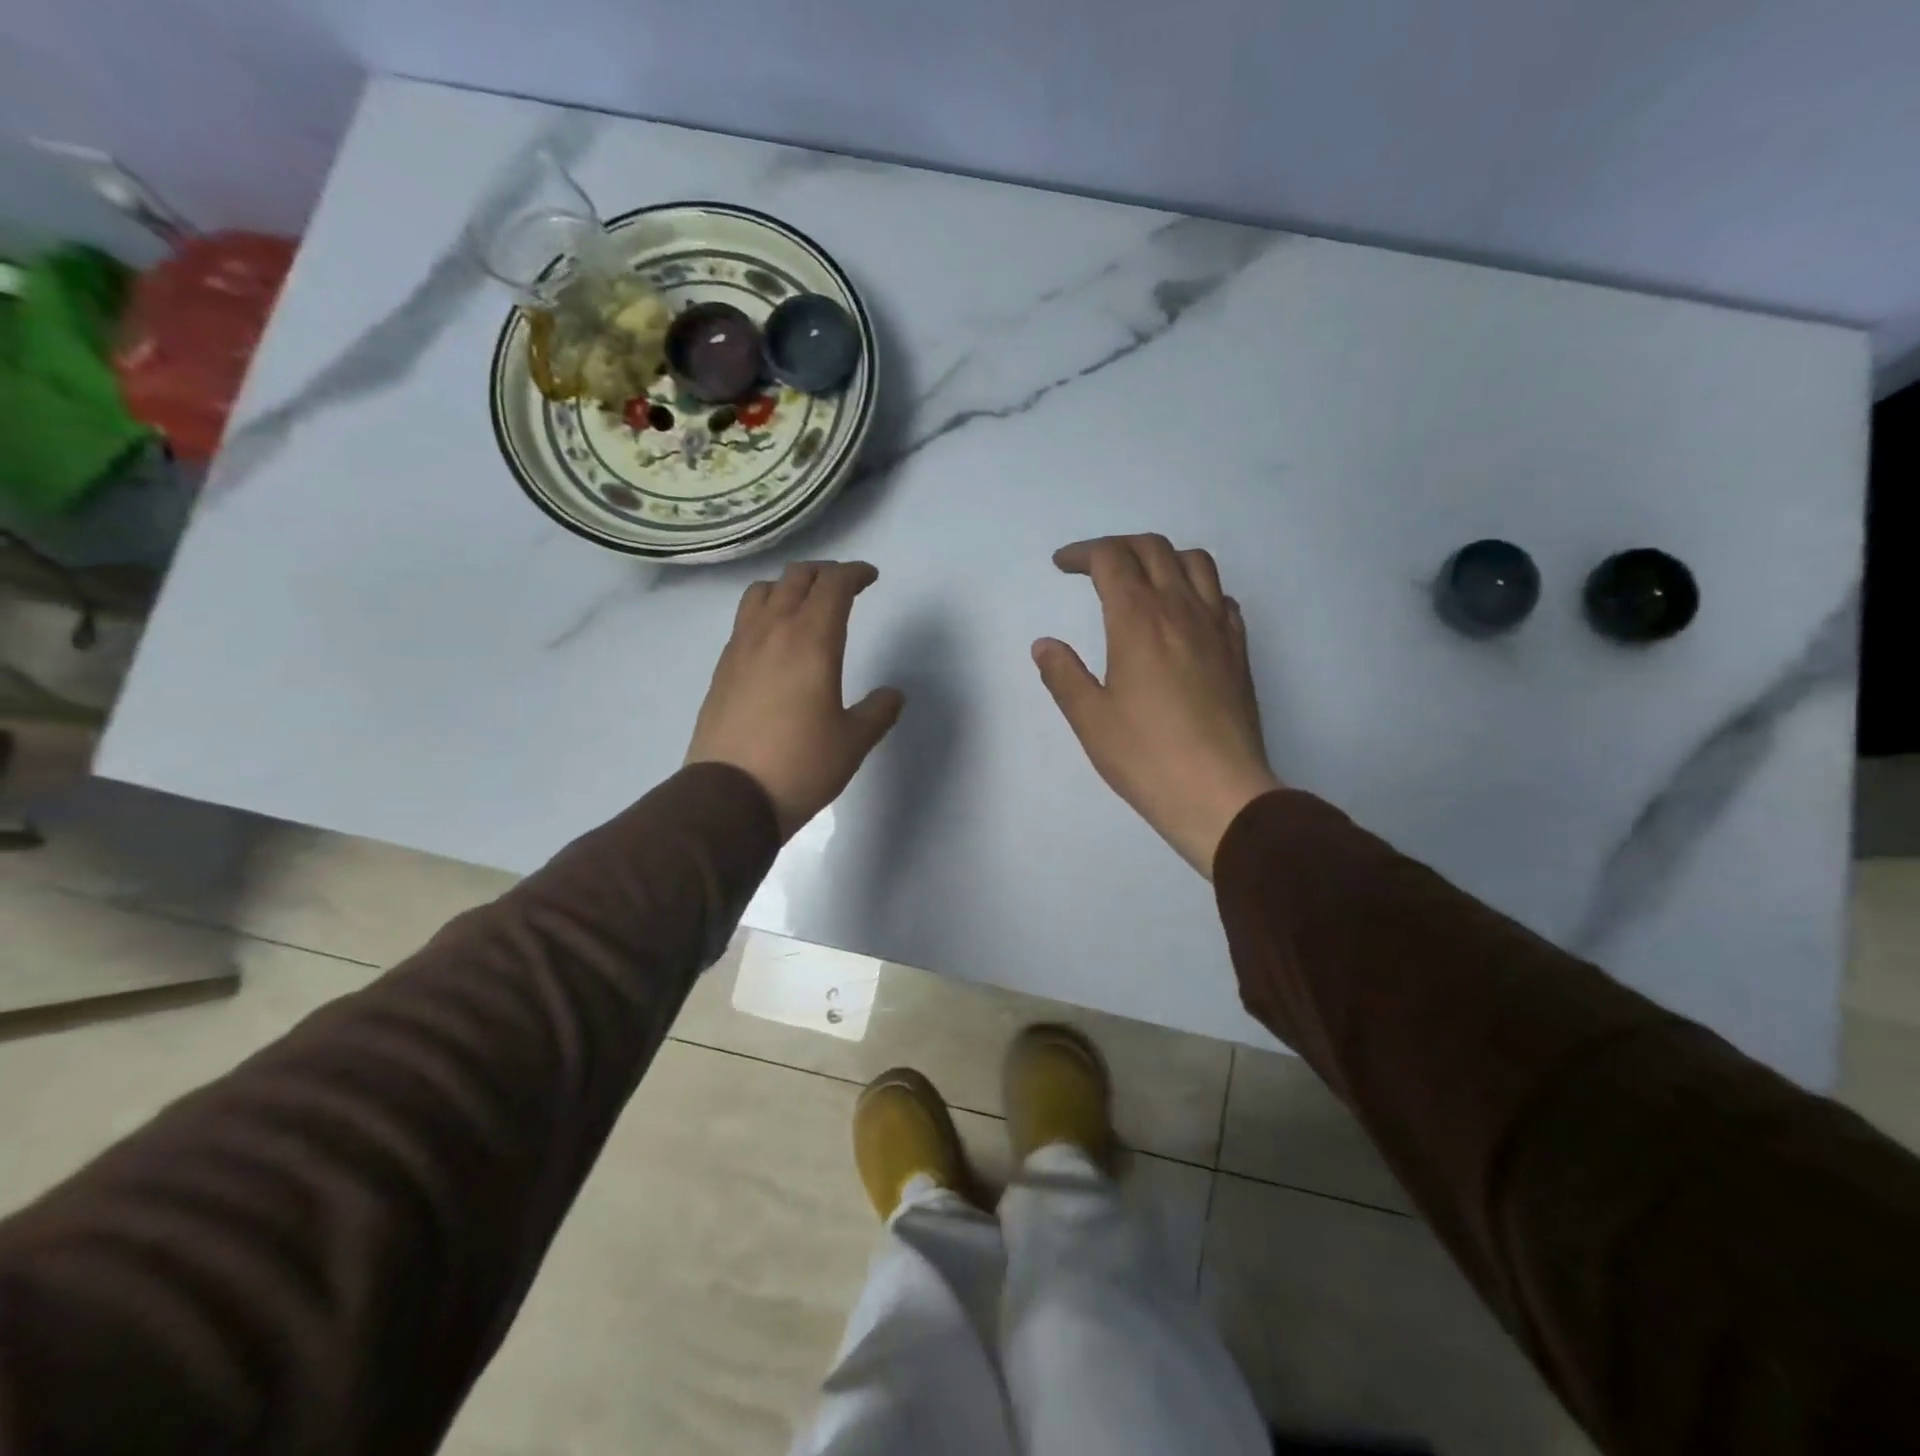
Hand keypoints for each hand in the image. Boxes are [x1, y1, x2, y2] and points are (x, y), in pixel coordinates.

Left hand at [687, 561, 904, 839]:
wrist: (730, 797)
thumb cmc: (801, 766)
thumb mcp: (853, 742)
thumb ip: (879, 711)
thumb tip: (893, 695)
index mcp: (812, 641)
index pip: (834, 585)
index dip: (855, 573)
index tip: (870, 577)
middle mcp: (773, 632)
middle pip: (796, 578)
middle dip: (824, 573)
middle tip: (843, 585)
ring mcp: (740, 648)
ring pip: (761, 592)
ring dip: (788, 586)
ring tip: (804, 603)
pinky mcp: (722, 669)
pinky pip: (743, 620)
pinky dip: (764, 612)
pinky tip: (774, 640)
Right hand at [1033, 534, 1281, 877]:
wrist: (1220, 792)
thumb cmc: (1146, 757)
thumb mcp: (1090, 719)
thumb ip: (1064, 675)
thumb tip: (1045, 644)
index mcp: (1138, 620)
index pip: (1111, 559)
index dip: (1082, 553)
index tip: (1062, 565)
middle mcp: (1181, 610)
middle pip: (1153, 548)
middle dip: (1118, 546)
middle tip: (1093, 567)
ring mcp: (1217, 627)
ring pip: (1195, 562)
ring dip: (1162, 557)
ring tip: (1142, 578)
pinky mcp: (1239, 650)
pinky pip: (1221, 597)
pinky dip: (1198, 588)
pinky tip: (1185, 614)